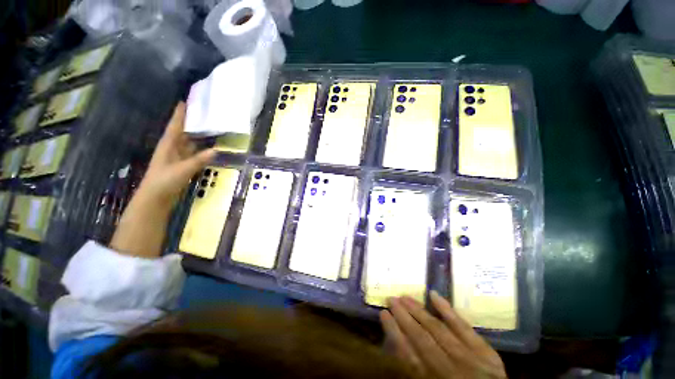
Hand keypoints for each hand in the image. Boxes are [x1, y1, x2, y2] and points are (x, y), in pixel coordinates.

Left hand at [110, 102, 214, 257]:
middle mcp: (172, 149)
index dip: (180, 114)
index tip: (185, 101)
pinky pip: (193, 154)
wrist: (155, 199)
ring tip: (210, 128)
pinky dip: (201, 150)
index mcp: (168, 145)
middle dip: (191, 123)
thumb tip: (216, 150)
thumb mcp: (182, 170)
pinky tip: (209, 148)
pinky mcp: (182, 167)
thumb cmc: (164, 182)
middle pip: (183, 132)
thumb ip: (198, 160)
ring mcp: (177, 158)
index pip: (175, 126)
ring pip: (189, 143)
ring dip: (198, 137)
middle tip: (204, 114)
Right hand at [380, 291, 506, 378]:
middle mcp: (450, 370)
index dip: (394, 333)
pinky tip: (433, 295)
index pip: (407, 355)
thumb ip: (415, 370)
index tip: (383, 314)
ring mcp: (470, 360)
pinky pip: (464, 327)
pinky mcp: (486, 353)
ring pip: (438, 329)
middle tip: (391, 298)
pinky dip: (447, 310)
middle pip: (421, 338)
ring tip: (405, 296)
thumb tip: (399, 343)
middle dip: (403, 317)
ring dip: (419, 311)